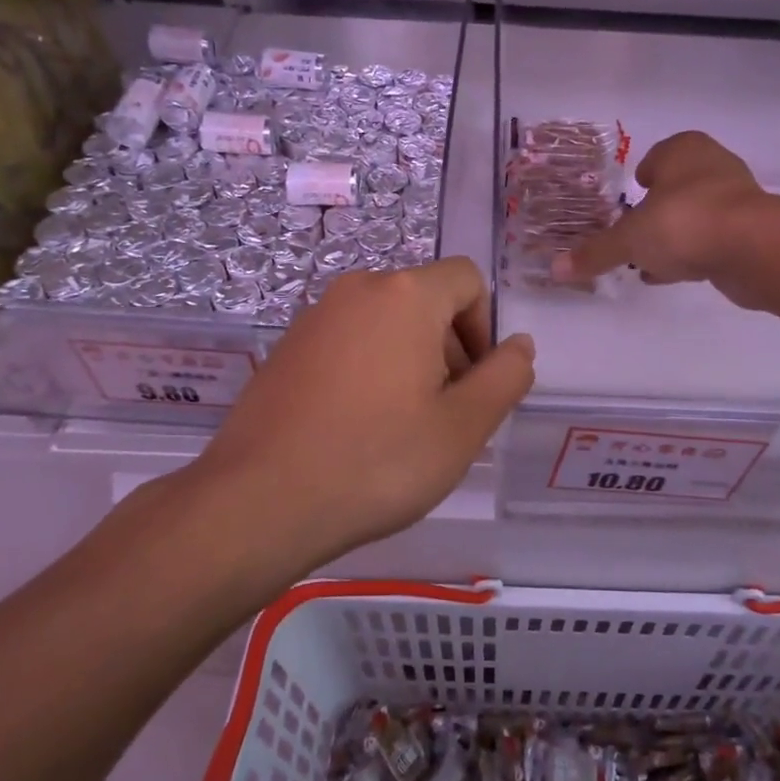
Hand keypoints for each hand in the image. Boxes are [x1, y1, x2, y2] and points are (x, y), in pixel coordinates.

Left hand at [187, 258, 534, 567]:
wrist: (259, 501)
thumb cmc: (376, 461)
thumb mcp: (462, 427)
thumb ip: (505, 378)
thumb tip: (520, 345)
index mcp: (405, 296)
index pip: (468, 279)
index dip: (485, 327)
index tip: (475, 383)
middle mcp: (358, 290)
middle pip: (426, 300)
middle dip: (450, 347)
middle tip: (444, 414)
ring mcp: (315, 317)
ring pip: (386, 323)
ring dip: (410, 361)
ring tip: (401, 427)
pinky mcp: (286, 348)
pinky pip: (348, 342)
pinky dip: (369, 370)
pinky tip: (357, 428)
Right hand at [551, 132, 768, 301]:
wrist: (752, 248)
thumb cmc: (683, 223)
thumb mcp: (629, 240)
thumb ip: (595, 253)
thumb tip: (556, 269)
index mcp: (684, 150)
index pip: (658, 155)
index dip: (643, 174)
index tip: (631, 194)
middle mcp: (713, 166)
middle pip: (678, 186)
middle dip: (658, 208)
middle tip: (636, 230)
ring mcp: (737, 198)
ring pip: (696, 214)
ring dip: (675, 234)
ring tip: (649, 260)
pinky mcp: (751, 232)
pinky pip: (711, 240)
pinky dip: (693, 253)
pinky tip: (673, 274)